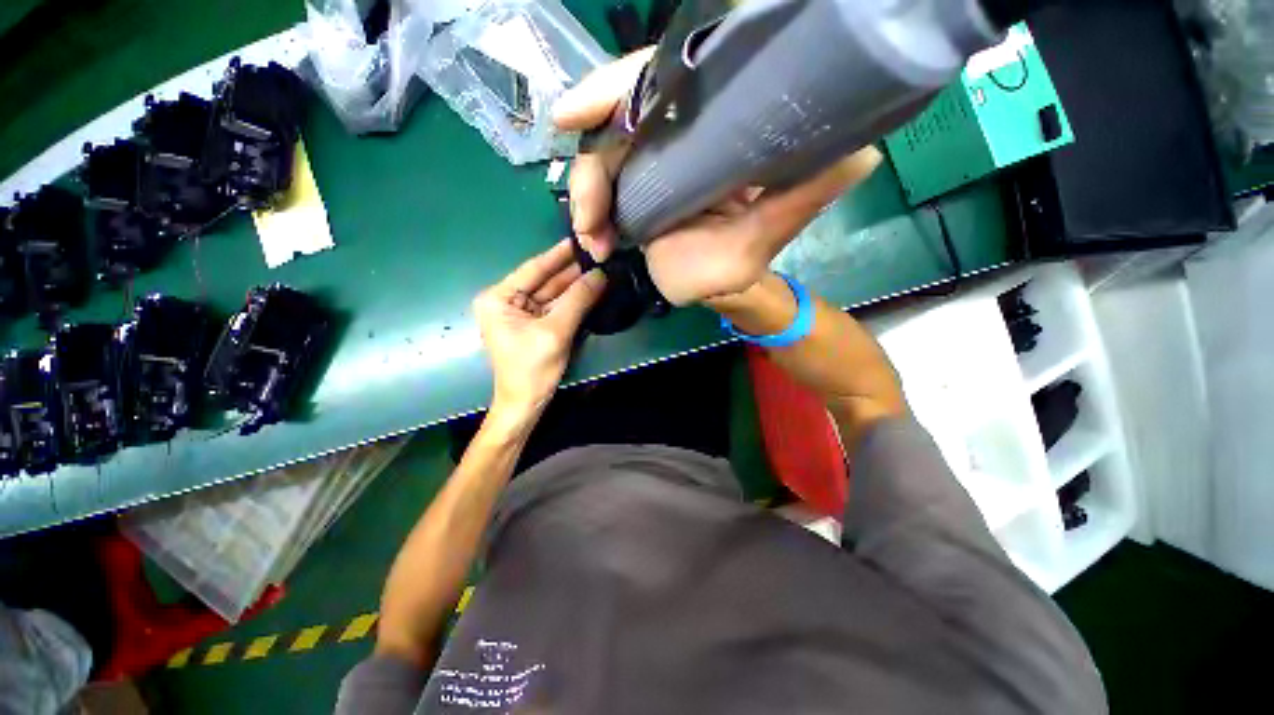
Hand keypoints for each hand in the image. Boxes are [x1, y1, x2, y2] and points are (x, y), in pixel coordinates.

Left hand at [473, 239, 606, 420]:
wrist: (526, 404)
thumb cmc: (532, 369)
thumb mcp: (555, 331)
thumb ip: (578, 300)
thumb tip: (601, 274)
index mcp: (498, 298)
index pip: (533, 269)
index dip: (558, 254)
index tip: (580, 238)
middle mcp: (506, 301)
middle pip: (544, 280)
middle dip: (571, 271)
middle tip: (598, 255)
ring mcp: (521, 313)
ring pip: (553, 293)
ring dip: (575, 285)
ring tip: (600, 269)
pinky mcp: (533, 325)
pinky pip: (555, 307)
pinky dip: (573, 301)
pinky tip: (591, 289)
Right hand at [553, 49, 882, 305]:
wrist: (716, 290)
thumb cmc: (740, 266)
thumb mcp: (769, 232)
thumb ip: (803, 196)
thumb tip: (862, 154)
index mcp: (710, 133)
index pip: (657, 87)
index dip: (614, 89)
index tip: (572, 114)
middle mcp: (676, 141)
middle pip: (615, 128)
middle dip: (591, 170)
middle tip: (588, 217)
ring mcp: (650, 169)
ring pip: (600, 163)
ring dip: (586, 201)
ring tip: (594, 241)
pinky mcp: (634, 195)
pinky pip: (599, 194)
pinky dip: (590, 218)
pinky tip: (597, 245)